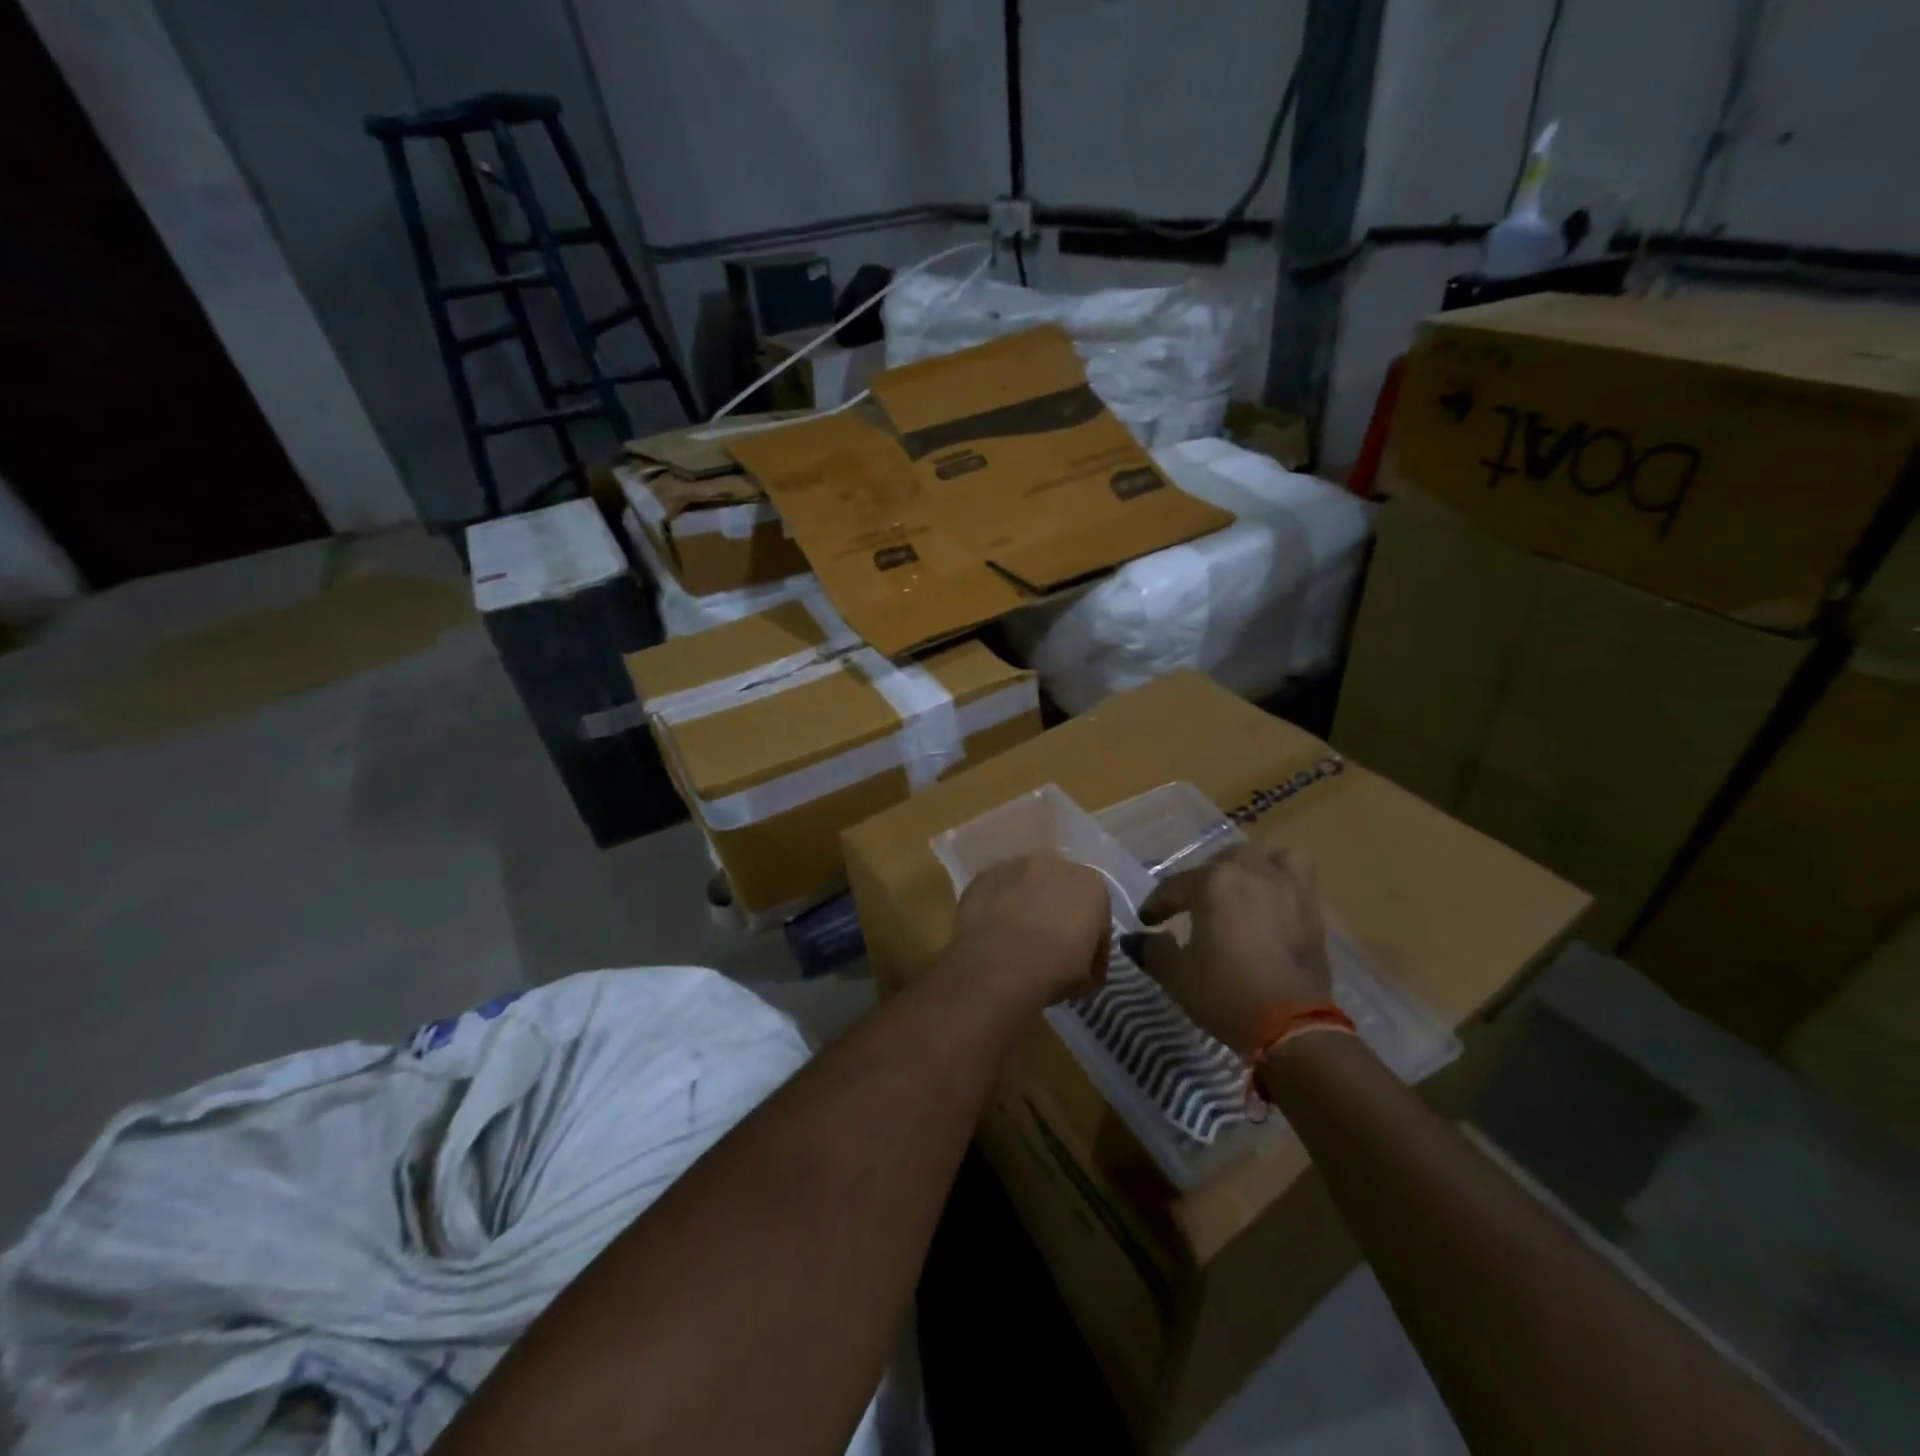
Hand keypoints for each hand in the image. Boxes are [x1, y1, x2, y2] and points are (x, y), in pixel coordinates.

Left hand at [947, 853, 1111, 1011]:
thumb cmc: (1052, 971)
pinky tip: (994, 931)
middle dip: (1058, 912)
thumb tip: (1081, 964)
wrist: (993, 969)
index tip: (1083, 964)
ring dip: (1027, 904)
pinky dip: (999, 905)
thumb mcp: (1087, 978)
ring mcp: (1014, 865)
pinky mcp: (983, 875)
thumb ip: (1090, 960)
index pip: (1097, 913)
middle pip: (1061, 889)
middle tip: (1049, 945)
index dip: (1092, 941)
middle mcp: (1054, 863)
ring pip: (1027, 885)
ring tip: (1017, 937)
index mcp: (1090, 884)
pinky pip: (998, 890)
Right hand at [1137, 846, 1332, 1055]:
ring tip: (1239, 891)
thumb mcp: (1176, 975)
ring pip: (1263, 859)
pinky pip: (1297, 875)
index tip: (1147, 922)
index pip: (1173, 886)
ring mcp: (1286, 885)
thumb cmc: (1226, 995)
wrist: (1292, 1028)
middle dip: (1201, 882)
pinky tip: (1273, 900)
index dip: (1156, 905)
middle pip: (1218, 864)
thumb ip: (1152, 950)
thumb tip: (1137, 938)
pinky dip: (1283, 879)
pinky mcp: (1312, 907)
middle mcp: (1249, 872)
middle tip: (1192, 908)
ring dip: (1247, 870)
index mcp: (1212, 883)